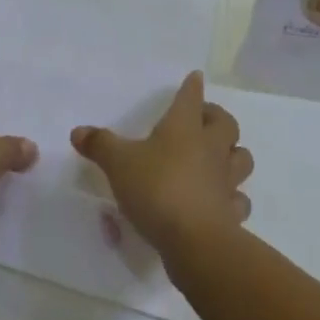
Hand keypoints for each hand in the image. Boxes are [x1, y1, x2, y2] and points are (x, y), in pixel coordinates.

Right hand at [70, 72, 253, 256]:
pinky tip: (221, 201)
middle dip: (217, 117)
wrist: (195, 241)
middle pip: (226, 123)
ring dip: (233, 154)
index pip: (191, 97)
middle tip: (203, 120)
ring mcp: (225, 180)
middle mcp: (210, 148)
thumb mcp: (118, 164)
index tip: (196, 78)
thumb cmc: (157, 189)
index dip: (192, 87)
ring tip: (218, 158)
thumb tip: (78, 131)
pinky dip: (233, 197)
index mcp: (184, 127)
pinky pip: (238, 198)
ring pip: (241, 158)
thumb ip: (100, 146)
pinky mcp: (232, 211)